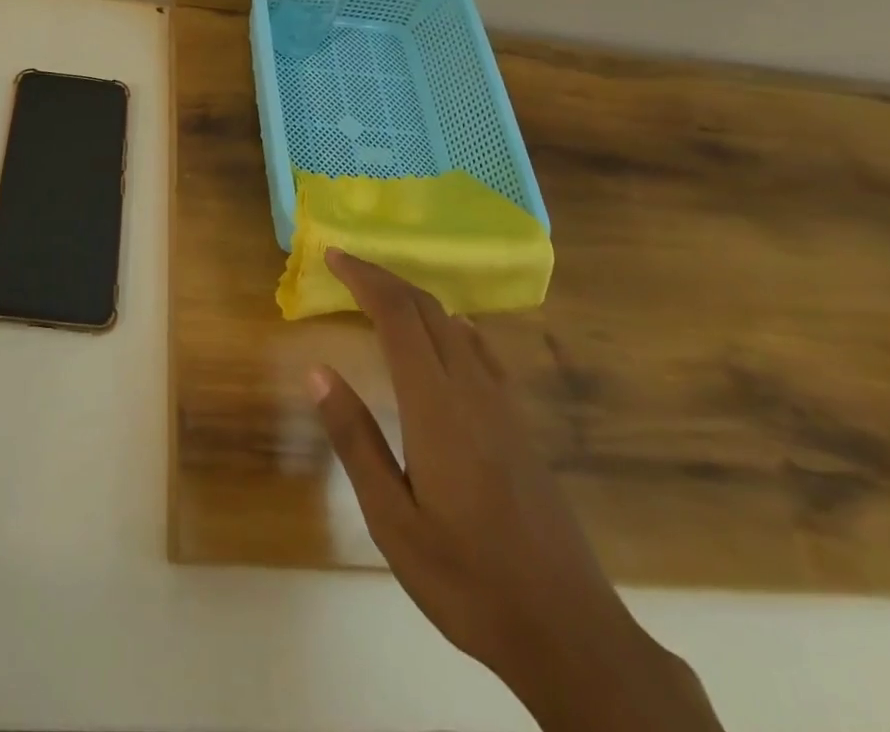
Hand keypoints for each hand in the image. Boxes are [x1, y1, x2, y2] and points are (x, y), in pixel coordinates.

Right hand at [313, 248, 720, 731]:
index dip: (364, 278)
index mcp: (436, 406)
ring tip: (379, 294)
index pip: (398, 316)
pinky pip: (481, 352)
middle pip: (426, 309)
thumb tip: (318, 371)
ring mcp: (503, 406)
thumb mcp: (392, 521)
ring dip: (413, 298)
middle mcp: (472, 390)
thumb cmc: (469, 580)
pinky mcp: (520, 426)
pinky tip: (446, 334)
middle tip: (345, 265)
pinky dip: (450, 325)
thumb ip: (355, 440)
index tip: (333, 256)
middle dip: (384, 277)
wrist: (571, 633)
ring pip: (454, 325)